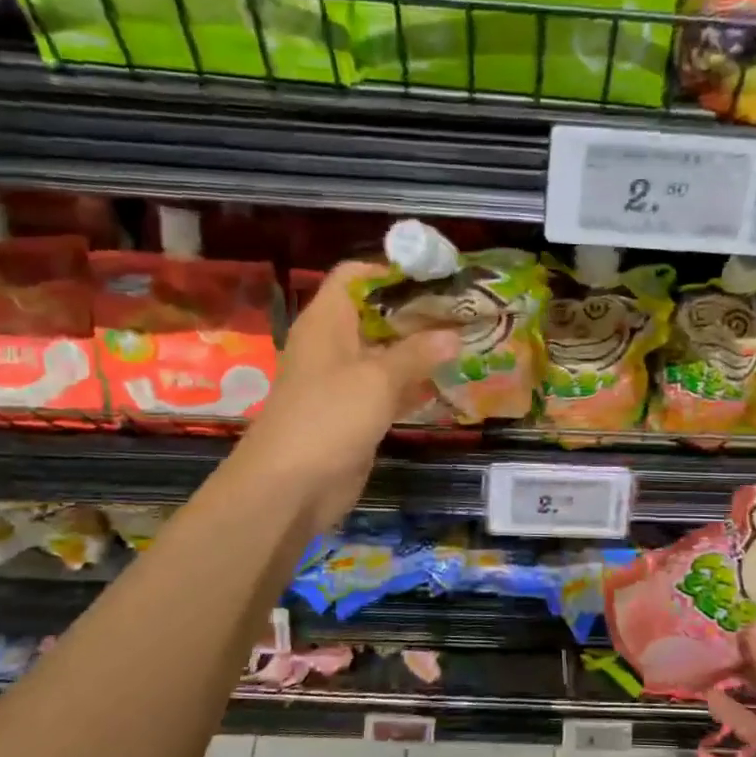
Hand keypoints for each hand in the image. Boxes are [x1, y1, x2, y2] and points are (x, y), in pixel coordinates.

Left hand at [235, 262, 458, 534]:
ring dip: (420, 350)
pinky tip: (449, 384)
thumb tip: (453, 336)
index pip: (356, 275)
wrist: (290, 486)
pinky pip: (388, 390)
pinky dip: (414, 385)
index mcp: (327, 321)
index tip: (436, 277)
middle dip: (417, 312)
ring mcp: (343, 381)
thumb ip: (417, 354)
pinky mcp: (354, 414)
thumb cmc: (329, 417)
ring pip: (386, 354)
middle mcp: (334, 344)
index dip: (392, 270)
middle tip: (463, 312)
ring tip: (465, 343)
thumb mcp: (377, 379)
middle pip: (376, 314)